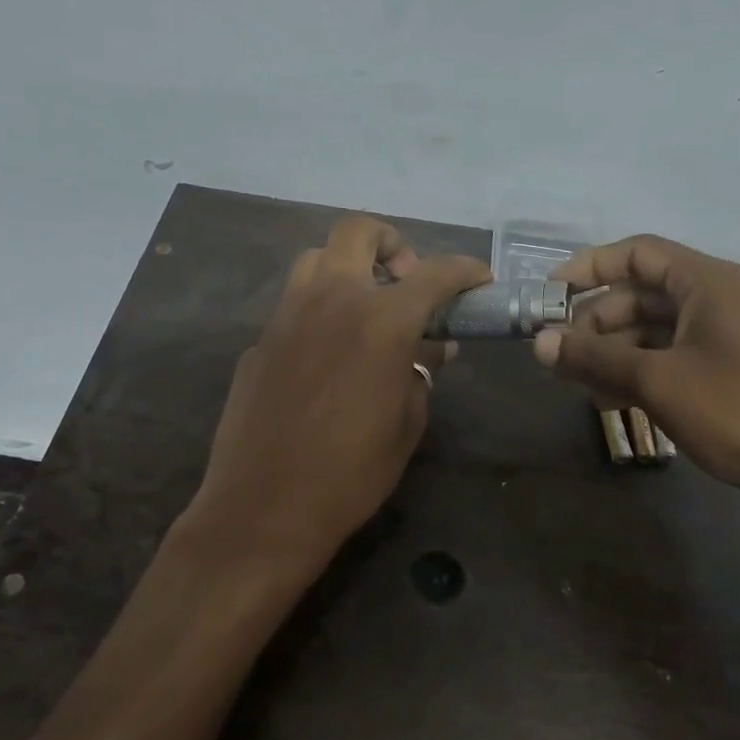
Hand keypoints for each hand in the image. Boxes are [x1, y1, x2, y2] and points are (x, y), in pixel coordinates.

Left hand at [182, 215, 490, 591]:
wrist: (264, 508)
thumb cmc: (351, 473)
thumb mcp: (407, 423)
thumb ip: (422, 372)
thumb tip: (431, 348)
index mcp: (381, 320)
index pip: (435, 274)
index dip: (465, 270)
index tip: (479, 280)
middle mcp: (332, 300)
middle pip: (359, 231)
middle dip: (393, 244)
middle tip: (407, 282)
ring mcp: (287, 315)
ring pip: (317, 258)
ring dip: (348, 268)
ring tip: (365, 309)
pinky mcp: (260, 339)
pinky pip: (295, 303)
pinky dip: (320, 309)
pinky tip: (327, 353)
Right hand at [533, 235, 739, 522]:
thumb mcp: (658, 381)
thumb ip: (595, 358)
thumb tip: (538, 342)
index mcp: (708, 282)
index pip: (638, 253)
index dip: (590, 267)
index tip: (549, 294)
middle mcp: (720, 300)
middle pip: (643, 294)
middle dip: (597, 320)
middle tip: (559, 352)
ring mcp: (729, 339)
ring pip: (656, 331)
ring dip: (615, 352)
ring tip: (579, 385)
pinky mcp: (733, 374)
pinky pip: (675, 358)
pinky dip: (641, 373)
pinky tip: (613, 402)